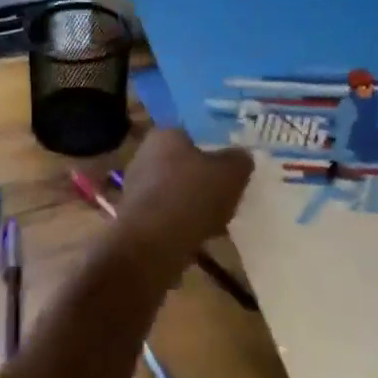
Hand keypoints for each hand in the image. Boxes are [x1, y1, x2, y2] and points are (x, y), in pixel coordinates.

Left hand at [111, 129, 253, 279]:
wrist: (153, 244)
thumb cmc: (192, 195)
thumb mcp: (231, 173)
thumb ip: (239, 160)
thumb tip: (241, 156)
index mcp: (164, 135)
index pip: (191, 133)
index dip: (213, 147)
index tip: (230, 164)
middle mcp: (145, 155)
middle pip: (183, 163)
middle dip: (203, 177)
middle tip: (228, 191)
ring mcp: (136, 187)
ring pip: (176, 190)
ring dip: (194, 203)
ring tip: (220, 218)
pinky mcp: (136, 217)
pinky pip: (168, 214)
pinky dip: (183, 223)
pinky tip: (203, 236)